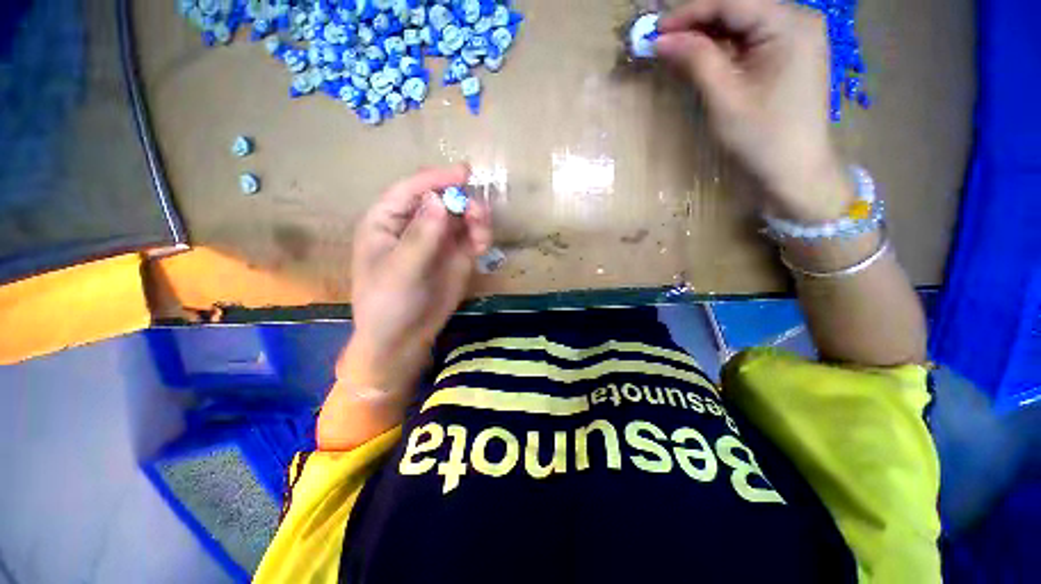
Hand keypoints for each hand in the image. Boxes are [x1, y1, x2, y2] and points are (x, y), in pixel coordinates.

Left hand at [339, 164, 492, 395]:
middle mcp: (415, 226)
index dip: (436, 179)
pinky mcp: (456, 257)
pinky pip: (471, 238)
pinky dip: (480, 236)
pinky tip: (482, 243)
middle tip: (477, 210)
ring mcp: (438, 241)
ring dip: (475, 218)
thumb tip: (440, 202)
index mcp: (388, 221)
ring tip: (482, 229)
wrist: (403, 338)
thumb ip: (421, 237)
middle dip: (460, 200)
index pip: (411, 190)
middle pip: (441, 200)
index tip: (463, 173)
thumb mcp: (400, 271)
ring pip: (460, 218)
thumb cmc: (387, 303)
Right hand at [656, 0, 854, 221]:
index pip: (732, 2)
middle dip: (698, 23)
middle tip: (663, 41)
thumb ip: (696, 61)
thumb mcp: (725, 98)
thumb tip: (662, 40)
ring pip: (742, 23)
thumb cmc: (762, 137)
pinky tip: (702, 58)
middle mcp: (797, 20)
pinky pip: (751, 40)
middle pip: (739, 8)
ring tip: (676, 51)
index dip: (690, 12)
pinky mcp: (789, 53)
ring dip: (708, 35)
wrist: (796, 170)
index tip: (656, 29)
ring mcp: (796, 36)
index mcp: (789, 25)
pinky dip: (724, 47)